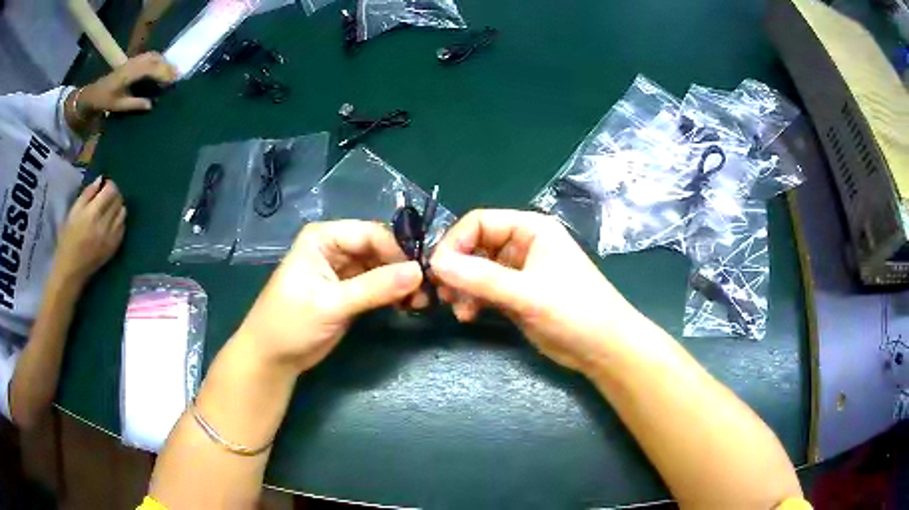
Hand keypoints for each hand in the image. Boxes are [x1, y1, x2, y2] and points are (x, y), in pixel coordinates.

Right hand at [56, 178, 125, 283]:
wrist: (71, 270)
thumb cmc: (68, 238)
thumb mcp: (73, 212)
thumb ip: (87, 194)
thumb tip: (101, 180)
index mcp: (92, 214)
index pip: (111, 191)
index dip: (109, 185)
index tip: (104, 186)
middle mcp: (104, 225)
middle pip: (118, 200)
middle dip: (114, 194)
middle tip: (106, 196)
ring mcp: (111, 238)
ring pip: (123, 213)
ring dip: (118, 207)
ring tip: (109, 209)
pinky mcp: (114, 248)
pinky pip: (123, 228)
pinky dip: (119, 221)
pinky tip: (111, 222)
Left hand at [79, 52, 176, 113]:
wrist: (92, 93)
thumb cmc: (103, 101)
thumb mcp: (117, 106)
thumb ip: (134, 104)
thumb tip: (151, 104)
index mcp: (128, 74)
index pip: (150, 69)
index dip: (163, 73)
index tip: (173, 80)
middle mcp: (132, 64)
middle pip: (154, 59)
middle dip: (166, 66)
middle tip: (177, 76)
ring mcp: (132, 61)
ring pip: (152, 56)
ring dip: (163, 61)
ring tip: (171, 71)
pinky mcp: (132, 61)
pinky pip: (148, 56)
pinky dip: (157, 60)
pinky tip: (160, 67)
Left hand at [236, 221, 423, 373]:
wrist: (273, 357)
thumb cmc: (292, 323)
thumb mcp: (332, 304)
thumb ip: (375, 288)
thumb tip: (419, 273)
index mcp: (324, 237)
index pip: (371, 234)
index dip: (398, 251)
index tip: (424, 273)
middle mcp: (335, 247)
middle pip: (379, 249)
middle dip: (403, 268)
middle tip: (428, 291)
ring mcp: (343, 269)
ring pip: (382, 267)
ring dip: (401, 283)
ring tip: (421, 302)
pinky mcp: (350, 291)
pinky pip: (378, 285)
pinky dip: (393, 294)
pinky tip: (408, 305)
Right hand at [430, 209, 646, 372]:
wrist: (603, 348)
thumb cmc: (574, 312)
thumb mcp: (527, 294)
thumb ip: (481, 278)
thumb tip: (436, 264)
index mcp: (531, 229)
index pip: (479, 222)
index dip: (455, 242)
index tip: (437, 270)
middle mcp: (523, 244)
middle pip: (475, 245)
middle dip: (457, 269)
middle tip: (443, 294)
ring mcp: (520, 271)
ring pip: (477, 269)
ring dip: (462, 287)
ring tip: (458, 310)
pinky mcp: (517, 294)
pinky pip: (485, 289)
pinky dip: (473, 300)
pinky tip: (468, 316)